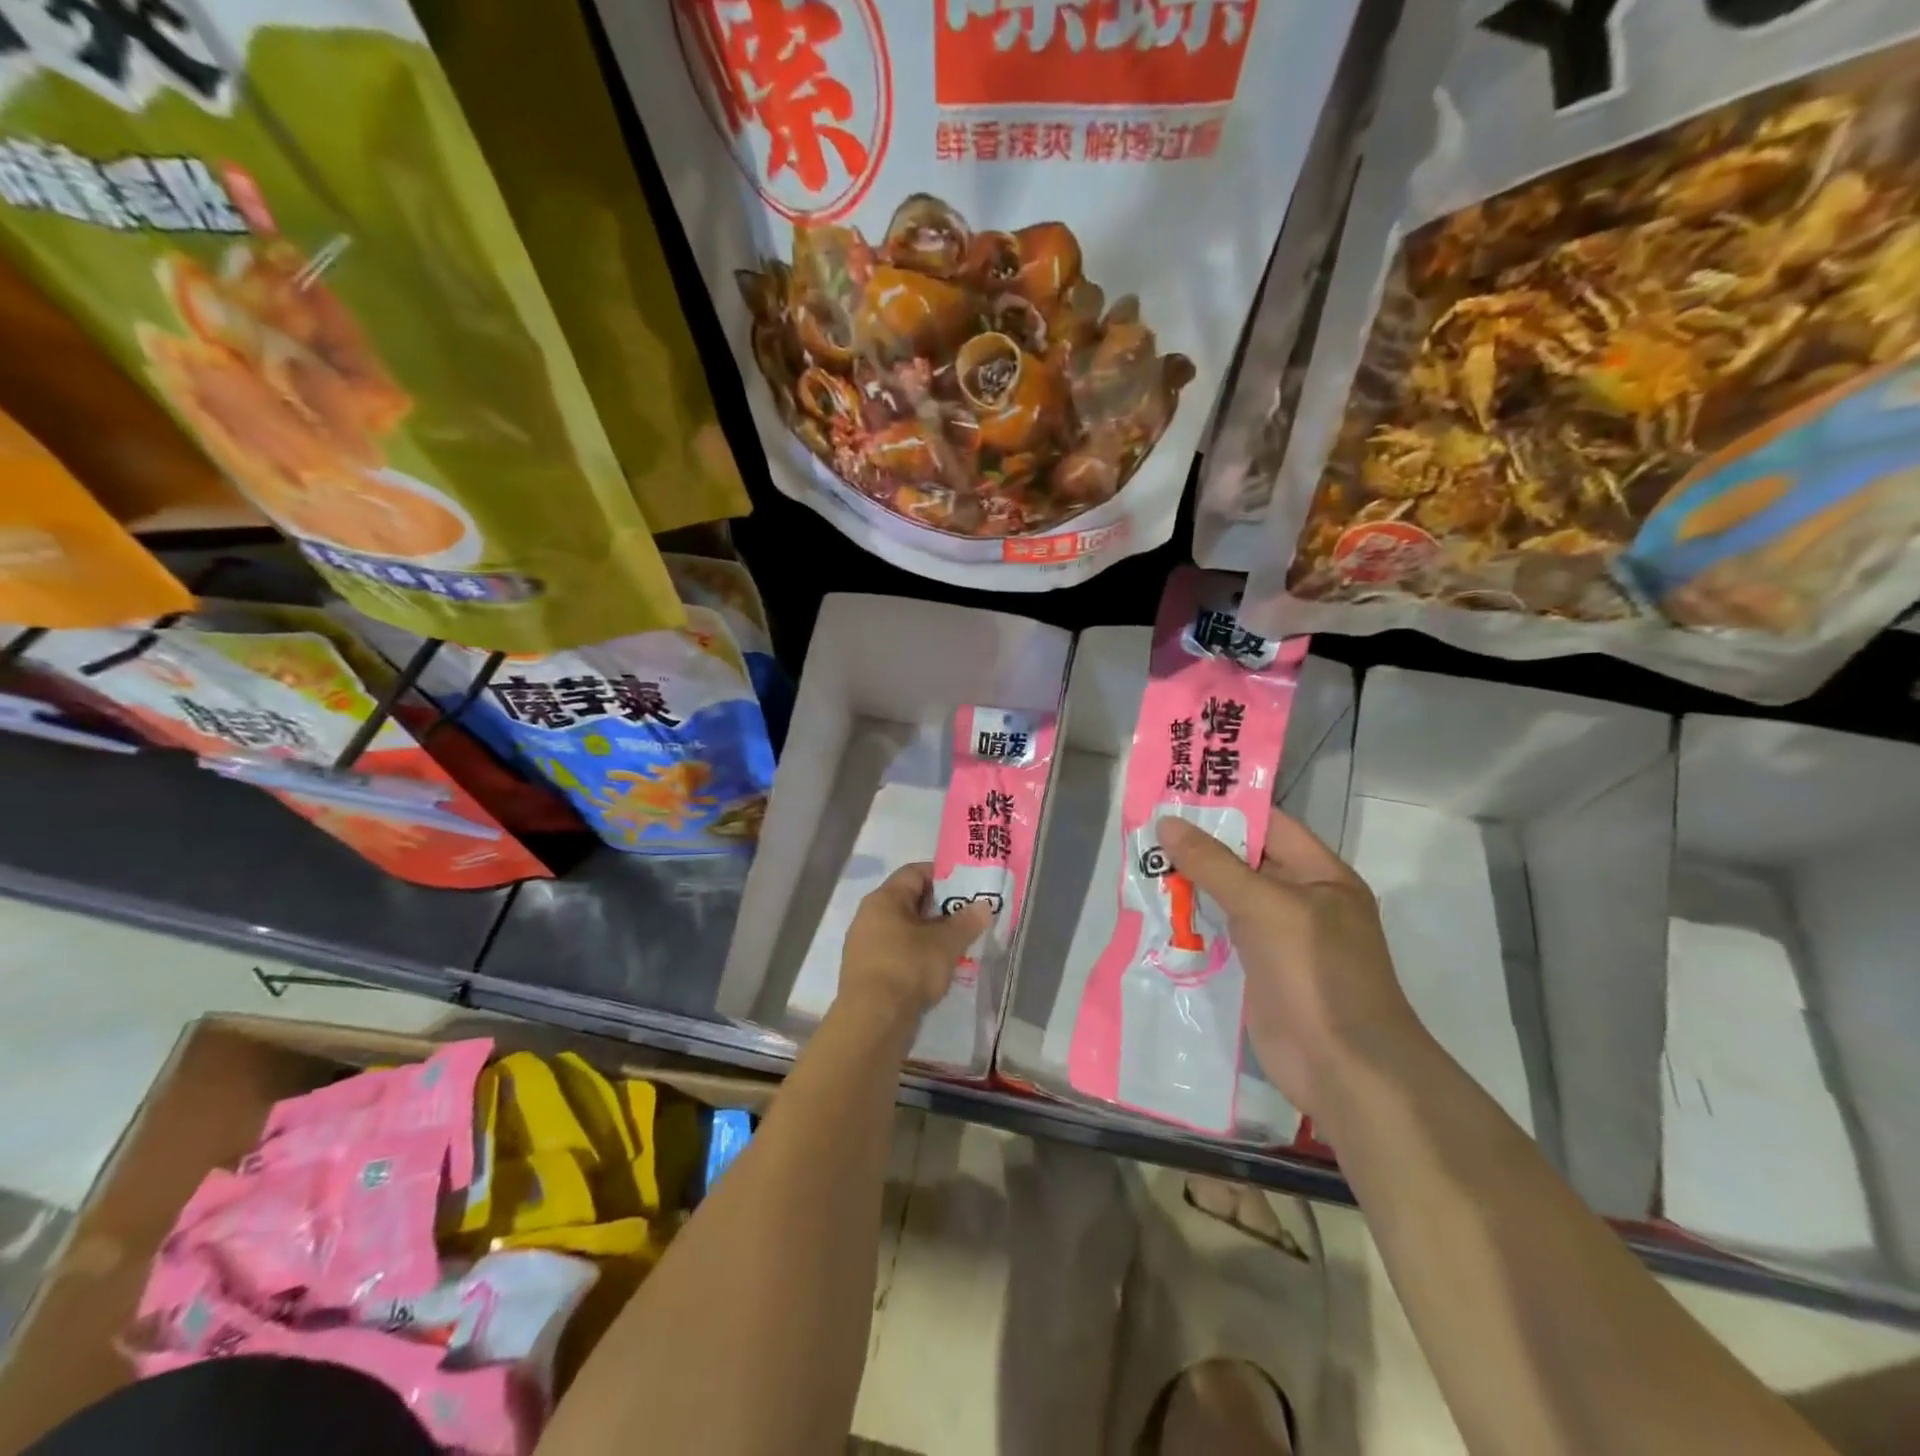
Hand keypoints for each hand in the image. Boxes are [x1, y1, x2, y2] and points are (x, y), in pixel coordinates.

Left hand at [839, 863, 992, 1031]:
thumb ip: (966, 921)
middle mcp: (868, 915)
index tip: (966, 888)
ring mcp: (863, 944)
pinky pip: (894, 950)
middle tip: (965, 918)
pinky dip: (914, 953)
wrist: (872, 1020)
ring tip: (954, 945)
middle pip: (908, 900)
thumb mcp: (946, 943)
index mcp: (884, 898)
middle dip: (938, 908)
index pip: (914, 872)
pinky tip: (932, 968)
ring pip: (901, 928)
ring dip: (927, 933)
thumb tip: (984, 905)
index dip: (942, 875)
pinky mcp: (864, 970)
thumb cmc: (908, 969)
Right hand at [1158, 809, 1421, 1120]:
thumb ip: (1214, 864)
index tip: (1177, 794)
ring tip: (1142, 864)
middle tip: (1146, 829)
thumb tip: (1166, 823)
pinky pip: (1222, 935)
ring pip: (1228, 899)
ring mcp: (1280, 939)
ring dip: (1190, 886)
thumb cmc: (1315, 973)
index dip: (1226, 808)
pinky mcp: (1259, 972)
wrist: (1343, 1068)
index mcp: (1321, 876)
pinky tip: (1156, 912)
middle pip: (1245, 862)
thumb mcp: (1265, 906)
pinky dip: (1192, 924)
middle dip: (1199, 847)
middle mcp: (1302, 901)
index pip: (1270, 826)